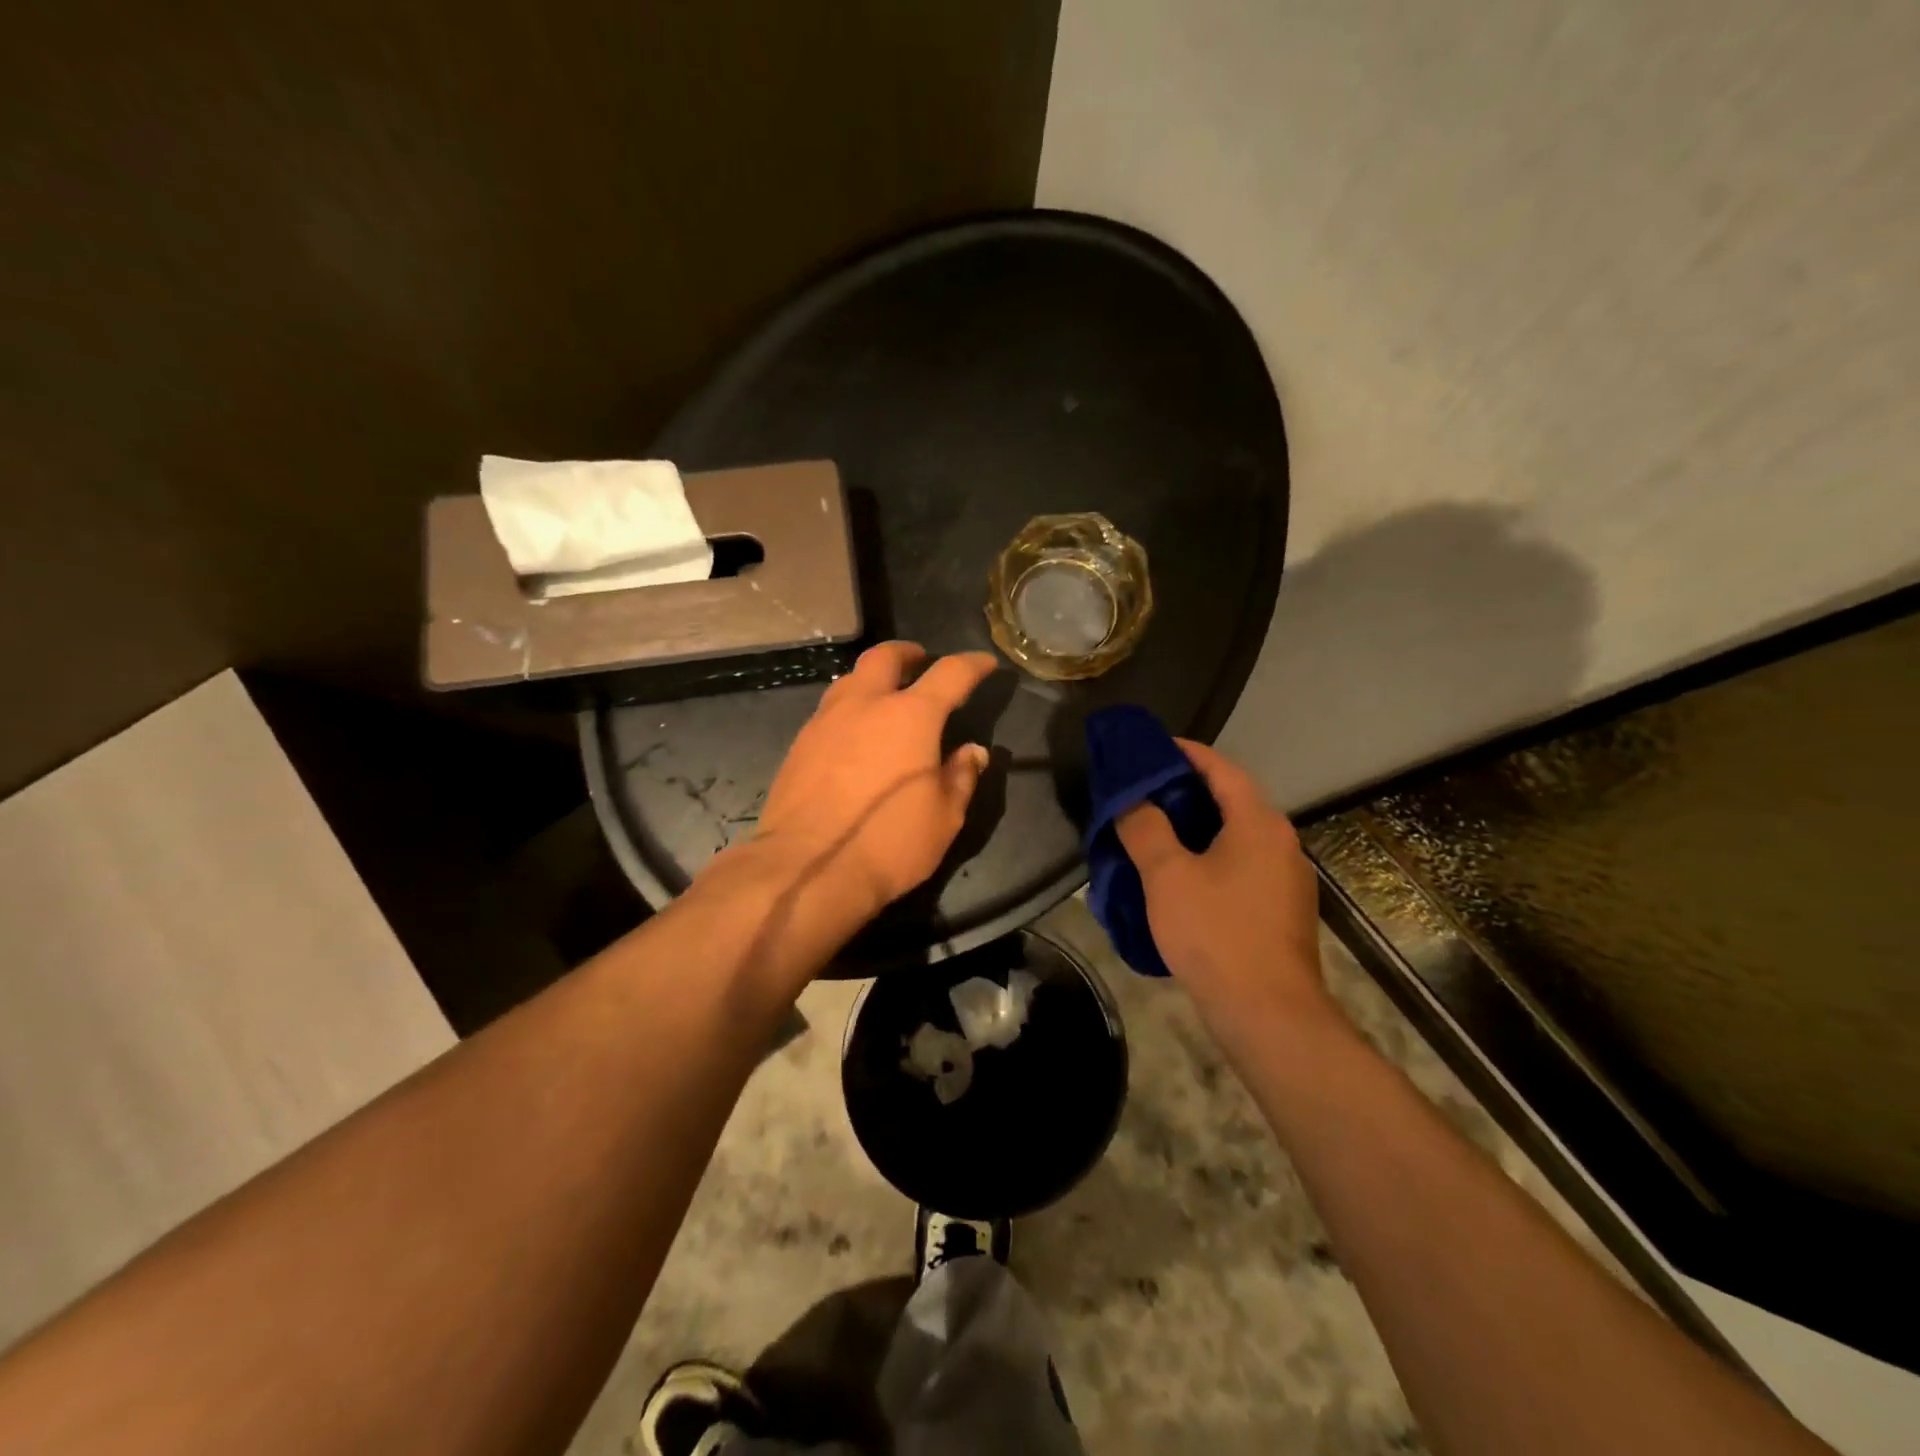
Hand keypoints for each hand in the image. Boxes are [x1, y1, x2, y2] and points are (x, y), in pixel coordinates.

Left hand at [755, 642, 996, 922]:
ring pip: (850, 679)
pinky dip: (849, 709)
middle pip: (885, 657)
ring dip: (873, 678)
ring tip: (884, 696)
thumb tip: (973, 752)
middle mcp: (866, 705)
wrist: (807, 869)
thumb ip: (961, 777)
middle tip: (921, 662)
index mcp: (911, 716)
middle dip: (908, 654)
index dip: (972, 664)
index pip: (950, 674)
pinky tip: (853, 734)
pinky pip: (829, 710)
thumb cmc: (889, 843)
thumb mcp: (944, 817)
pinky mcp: (799, 744)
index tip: (984, 663)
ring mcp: (826, 721)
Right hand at [1116, 740, 1332, 1035]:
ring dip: (1197, 827)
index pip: (1221, 769)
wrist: (1268, 1013)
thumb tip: (1133, 799)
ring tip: (1154, 831)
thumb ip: (1145, 828)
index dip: (1185, 753)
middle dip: (1186, 790)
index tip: (1151, 747)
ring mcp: (1286, 879)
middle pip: (1230, 800)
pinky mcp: (1281, 910)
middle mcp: (1281, 842)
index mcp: (1258, 823)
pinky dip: (1210, 857)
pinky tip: (1181, 877)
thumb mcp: (1167, 875)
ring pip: (1235, 836)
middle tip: (1141, 790)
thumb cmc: (1215, 933)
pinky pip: (1241, 866)